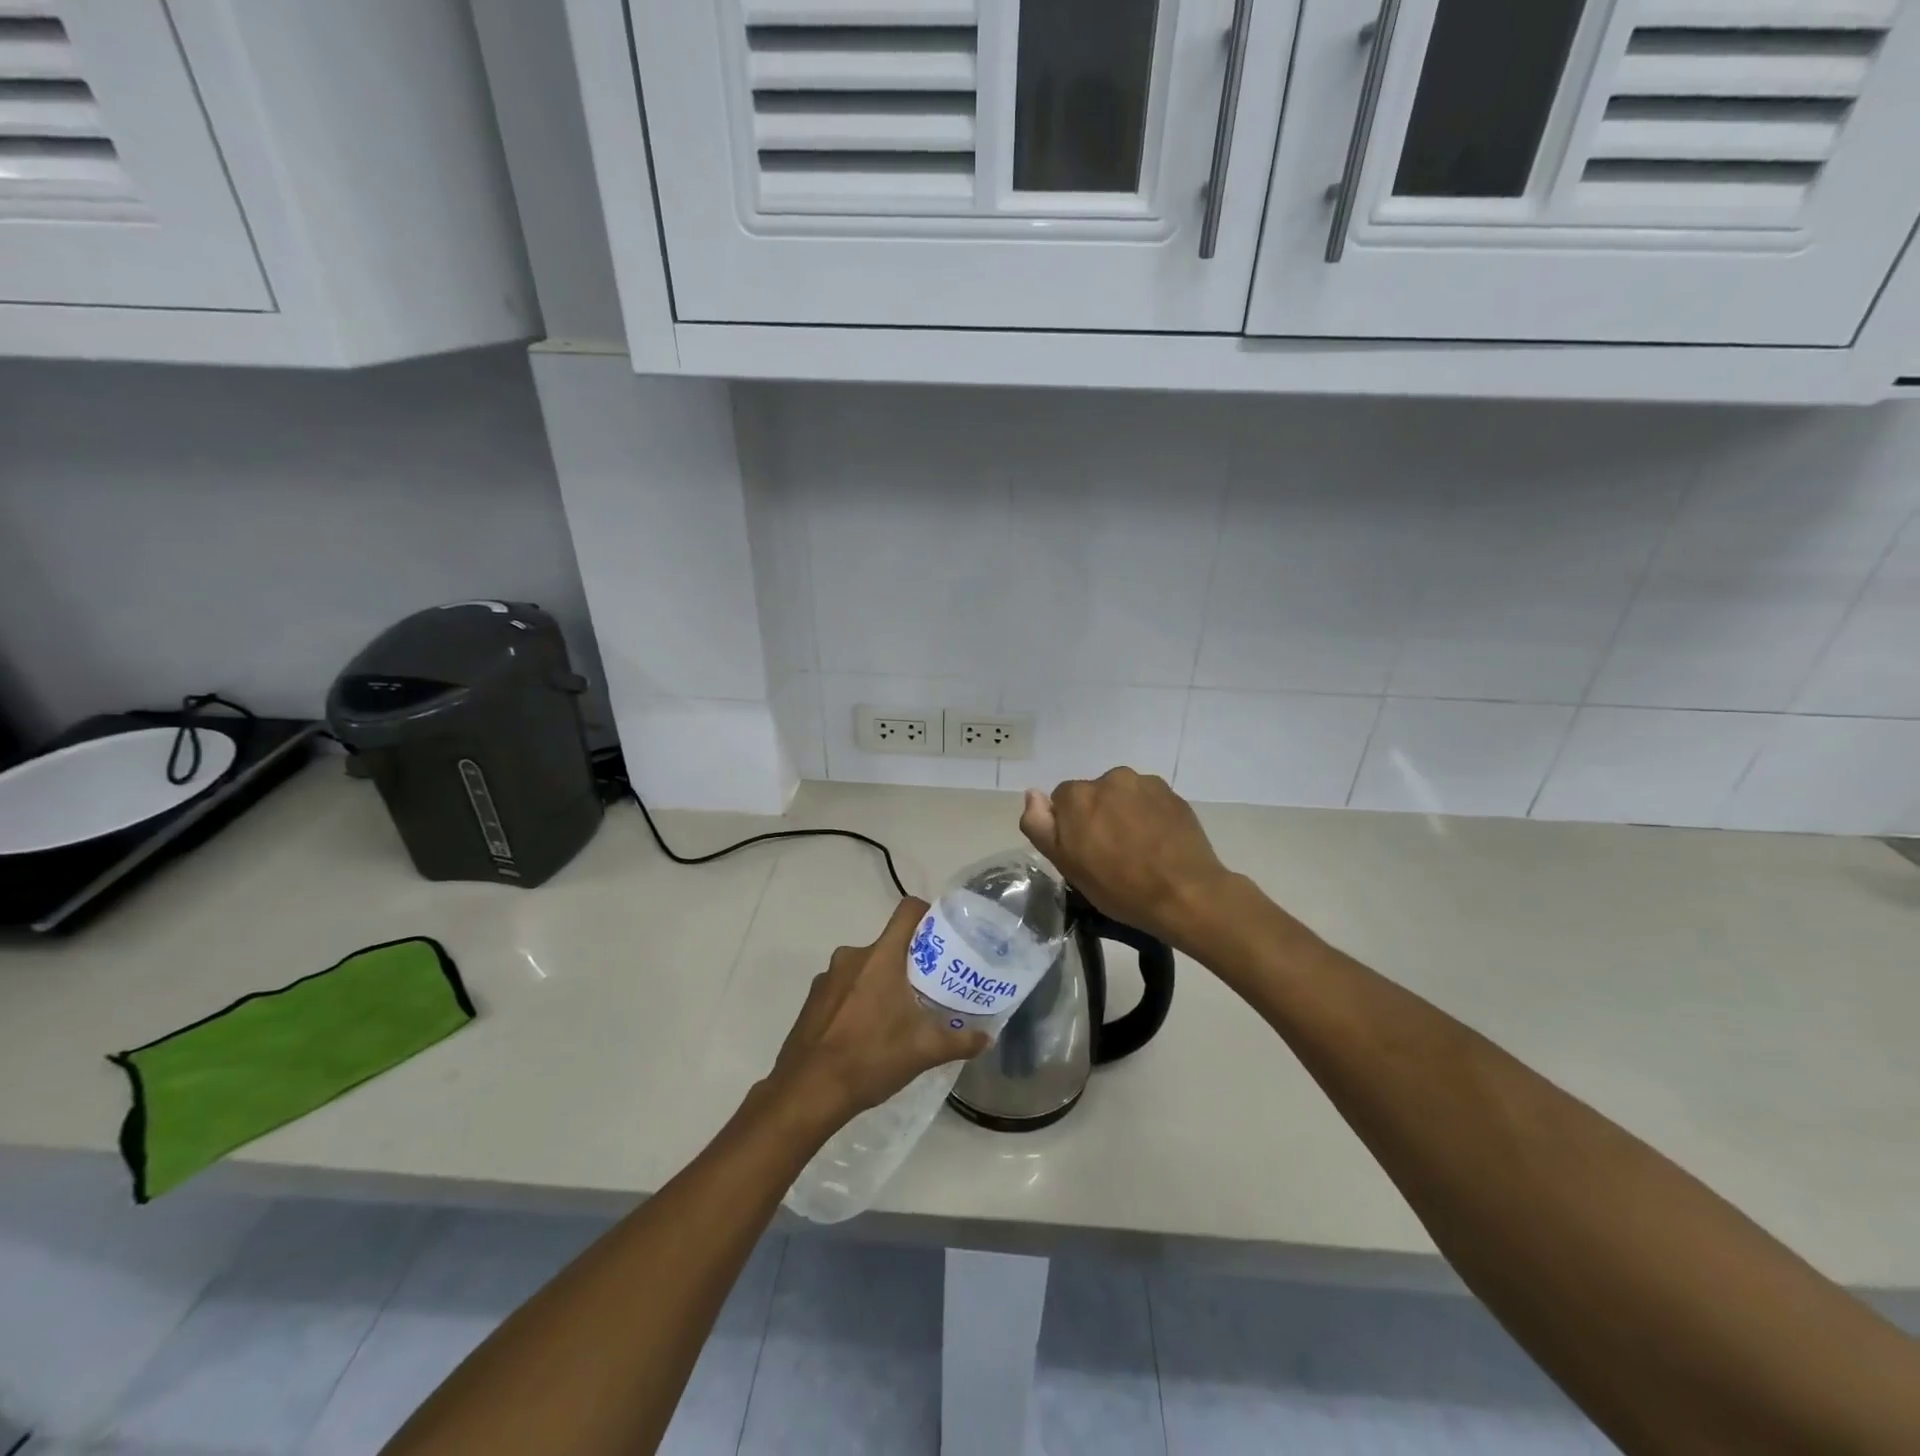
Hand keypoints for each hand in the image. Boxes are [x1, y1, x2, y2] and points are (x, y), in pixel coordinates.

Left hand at [769, 898, 989, 1129]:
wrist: (807, 1092)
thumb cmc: (870, 1059)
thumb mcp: (924, 1052)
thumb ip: (960, 1041)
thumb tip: (988, 1038)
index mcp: (881, 956)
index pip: (908, 911)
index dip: (929, 915)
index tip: (944, 938)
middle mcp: (852, 956)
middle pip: (889, 943)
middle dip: (910, 960)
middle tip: (930, 986)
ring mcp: (828, 977)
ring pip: (866, 966)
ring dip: (883, 981)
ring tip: (900, 1013)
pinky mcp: (813, 999)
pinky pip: (845, 986)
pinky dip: (859, 998)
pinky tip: (867, 1031)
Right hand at [1020, 768, 1233, 950]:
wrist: (1185, 894)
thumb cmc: (1119, 888)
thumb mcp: (1067, 866)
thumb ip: (1041, 826)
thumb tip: (1032, 794)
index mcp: (1077, 796)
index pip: (1062, 803)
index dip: (1071, 829)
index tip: (1085, 854)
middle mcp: (1108, 778)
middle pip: (1093, 796)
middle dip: (1097, 817)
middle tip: (1112, 854)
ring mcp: (1144, 783)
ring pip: (1122, 796)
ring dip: (1123, 813)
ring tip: (1138, 848)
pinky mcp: (1171, 793)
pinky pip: (1148, 800)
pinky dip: (1149, 814)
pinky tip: (1158, 842)